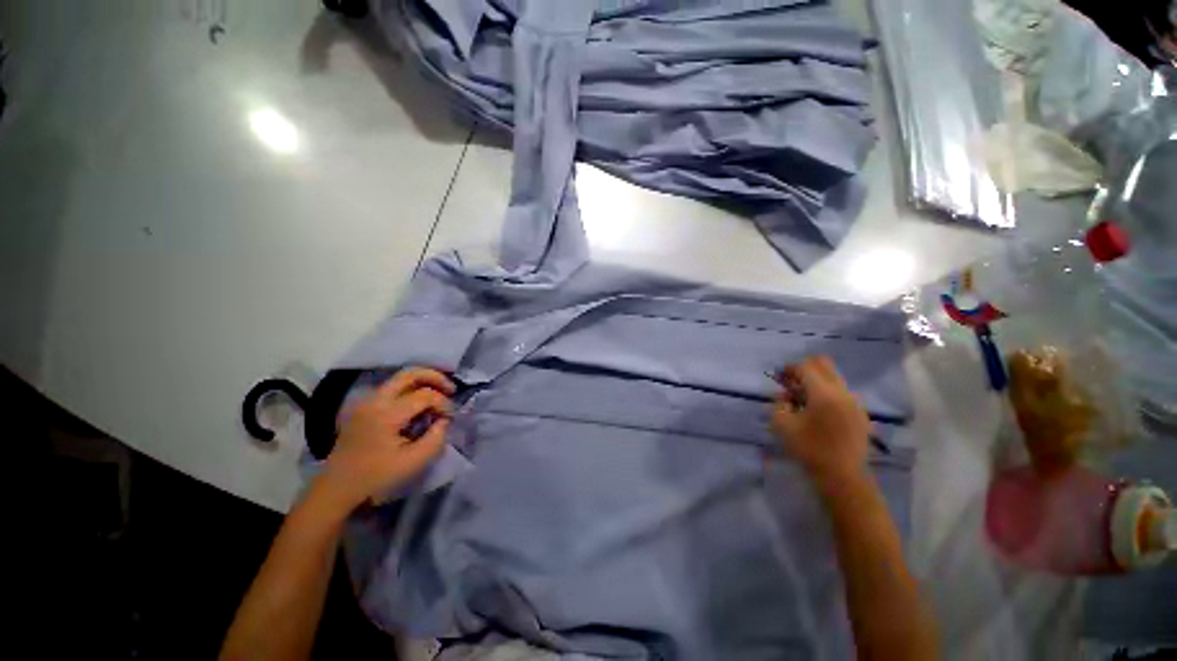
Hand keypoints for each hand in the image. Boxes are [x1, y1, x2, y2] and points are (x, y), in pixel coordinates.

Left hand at [312, 368, 454, 514]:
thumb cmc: (376, 477)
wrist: (337, 489)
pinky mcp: (363, 407)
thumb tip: (444, 420)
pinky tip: (419, 405)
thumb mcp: (414, 462)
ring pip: (400, 378)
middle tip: (451, 389)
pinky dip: (410, 390)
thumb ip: (436, 438)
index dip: (444, 403)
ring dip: (423, 382)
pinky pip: (391, 389)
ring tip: (439, 394)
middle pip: (410, 374)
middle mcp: (375, 400)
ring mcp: (366, 401)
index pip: (425, 395)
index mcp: (386, 413)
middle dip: (435, 377)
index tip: (450, 418)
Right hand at [770, 356, 871, 490]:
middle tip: (791, 380)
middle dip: (805, 368)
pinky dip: (828, 392)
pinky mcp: (861, 414)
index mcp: (823, 393)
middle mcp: (842, 392)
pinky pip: (843, 393)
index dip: (789, 368)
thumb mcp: (782, 424)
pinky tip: (819, 409)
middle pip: (825, 365)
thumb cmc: (808, 449)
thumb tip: (785, 395)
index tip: (778, 375)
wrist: (842, 477)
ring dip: (817, 380)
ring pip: (835, 378)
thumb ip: (779, 403)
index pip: (805, 367)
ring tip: (803, 397)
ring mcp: (855, 403)